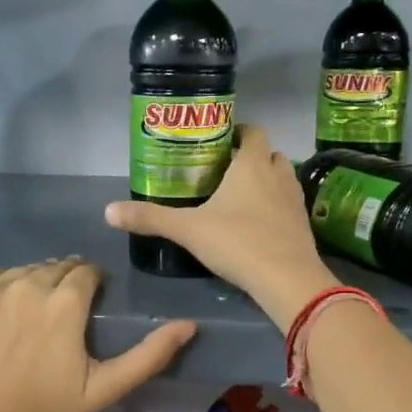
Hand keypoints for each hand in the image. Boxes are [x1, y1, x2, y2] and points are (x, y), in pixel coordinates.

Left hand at [0, 258, 195, 411]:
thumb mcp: (105, 387)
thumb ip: (149, 354)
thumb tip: (189, 325)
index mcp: (66, 301)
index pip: (86, 271)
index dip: (91, 284)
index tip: (89, 303)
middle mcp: (29, 283)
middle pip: (55, 268)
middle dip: (63, 284)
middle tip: (59, 317)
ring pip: (23, 271)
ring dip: (32, 285)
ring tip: (30, 318)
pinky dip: (0, 288)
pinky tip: (1, 316)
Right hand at [104, 124, 338, 330]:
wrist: (287, 279)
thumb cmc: (238, 242)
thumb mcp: (188, 229)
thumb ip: (150, 218)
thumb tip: (108, 211)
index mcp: (252, 165)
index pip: (253, 132)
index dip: (240, 131)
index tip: (221, 140)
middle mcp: (278, 175)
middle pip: (270, 154)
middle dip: (252, 157)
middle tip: (226, 170)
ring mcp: (295, 200)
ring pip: (283, 178)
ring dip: (267, 180)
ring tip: (242, 196)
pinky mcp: (303, 225)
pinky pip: (289, 205)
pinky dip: (276, 206)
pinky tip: (258, 224)